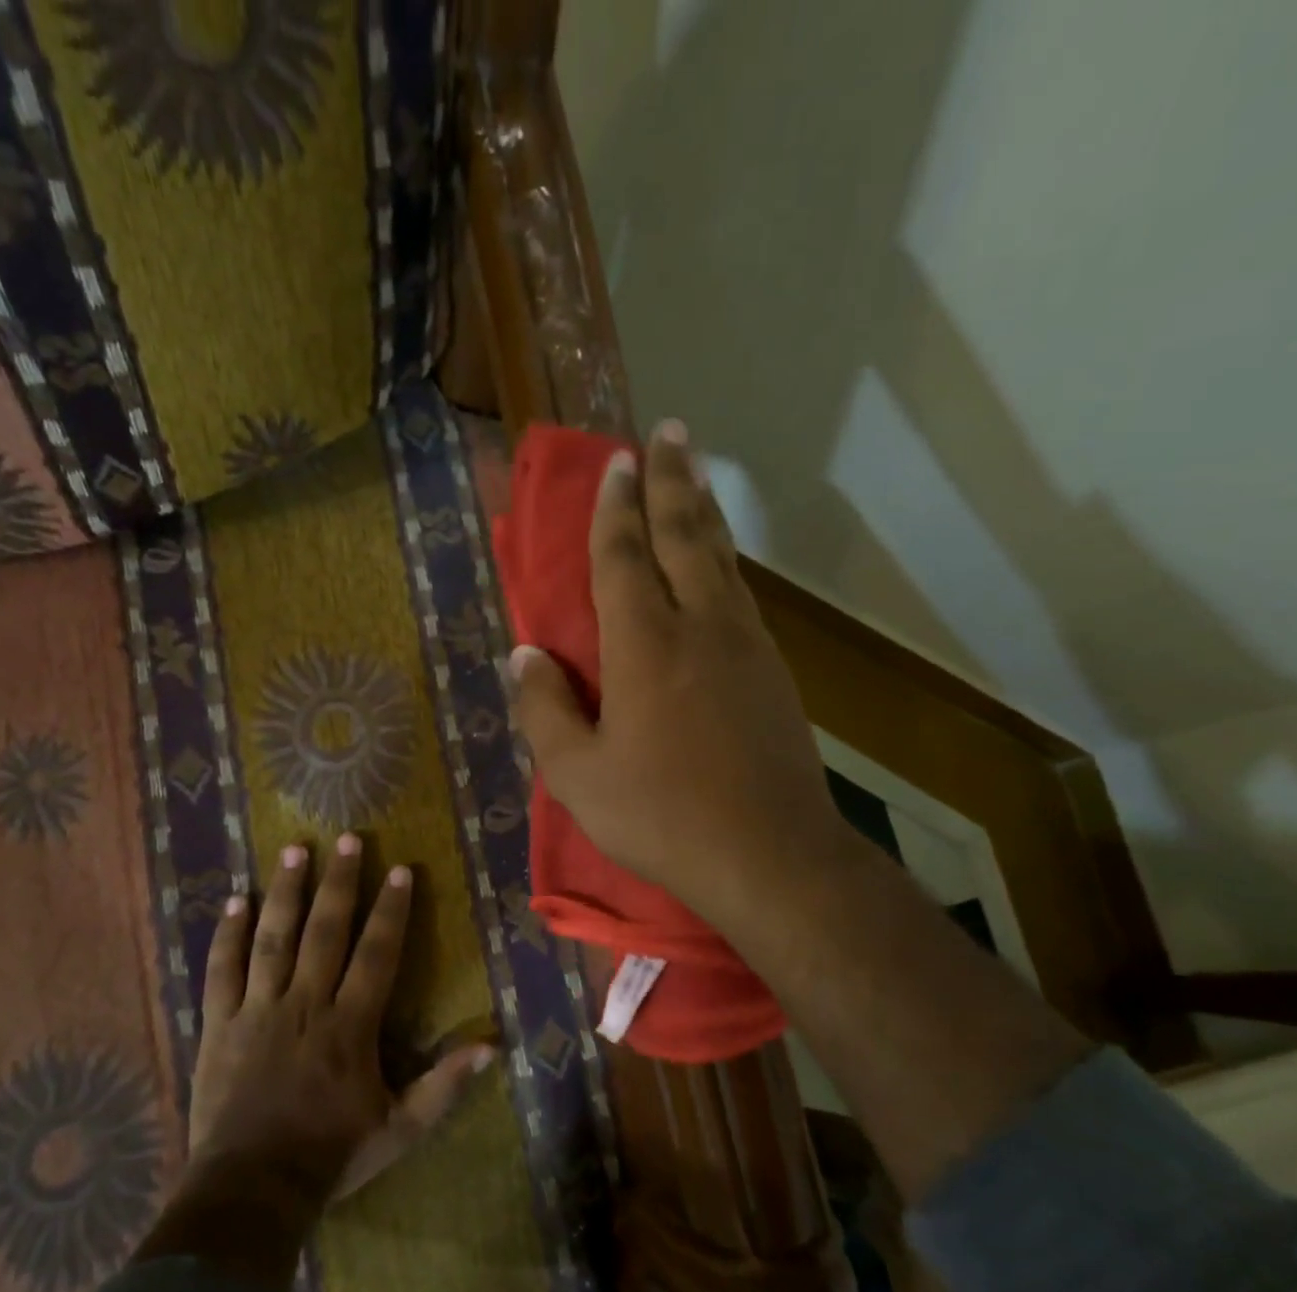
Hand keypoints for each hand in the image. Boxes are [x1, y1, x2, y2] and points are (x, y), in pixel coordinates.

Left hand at [189, 834, 491, 1204]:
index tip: (399, 870)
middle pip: (325, 931)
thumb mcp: (400, 1128)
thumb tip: (492, 1046)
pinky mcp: (220, 1024)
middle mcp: (306, 1004)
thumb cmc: (331, 1155)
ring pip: (273, 938)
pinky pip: (222, 970)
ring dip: (285, 891)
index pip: (376, 954)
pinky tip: (234, 899)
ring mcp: (258, 1010)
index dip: (390, 910)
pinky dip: (227, 934)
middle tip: (348, 838)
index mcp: (350, 1025)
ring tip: (294, 849)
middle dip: (340, 882)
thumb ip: (444, 1085)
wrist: (252, 1190)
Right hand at [507, 420, 861, 947]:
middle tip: (669, 430)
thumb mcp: (579, 775)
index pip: (625, 557)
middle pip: (685, 535)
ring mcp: (745, 646)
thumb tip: (524, 656)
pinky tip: (719, 562)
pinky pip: (740, 595)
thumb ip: (545, 710)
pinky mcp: (772, 672)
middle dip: (671, 480)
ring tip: (693, 475)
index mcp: (645, 646)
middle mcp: (700, 627)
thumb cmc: (662, 816)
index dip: (615, 507)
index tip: (616, 461)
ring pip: (720, 559)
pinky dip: (724, 561)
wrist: (770, 855)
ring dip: (702, 511)